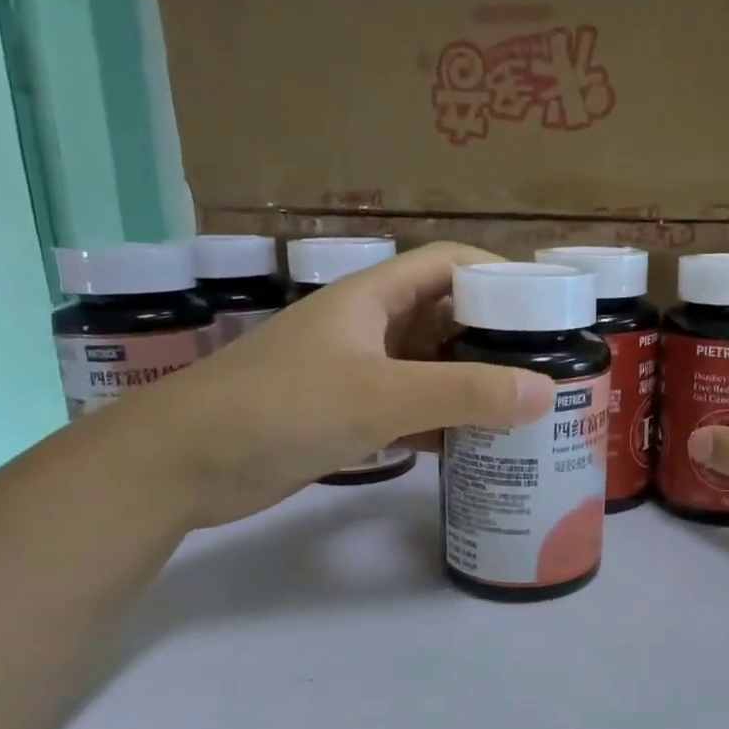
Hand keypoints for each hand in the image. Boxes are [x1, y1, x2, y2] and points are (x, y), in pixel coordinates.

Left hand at [97, 243, 555, 528]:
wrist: (180, 464)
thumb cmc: (281, 409)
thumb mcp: (381, 396)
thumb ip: (464, 392)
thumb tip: (547, 391)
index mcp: (371, 297)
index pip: (447, 263)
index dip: (497, 274)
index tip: (546, 305)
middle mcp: (365, 327)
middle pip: (442, 316)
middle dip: (493, 336)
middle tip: (546, 365)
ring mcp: (352, 372)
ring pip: (426, 367)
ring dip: (469, 383)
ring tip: (524, 407)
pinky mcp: (341, 415)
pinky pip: (406, 408)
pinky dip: (439, 421)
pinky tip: (472, 444)